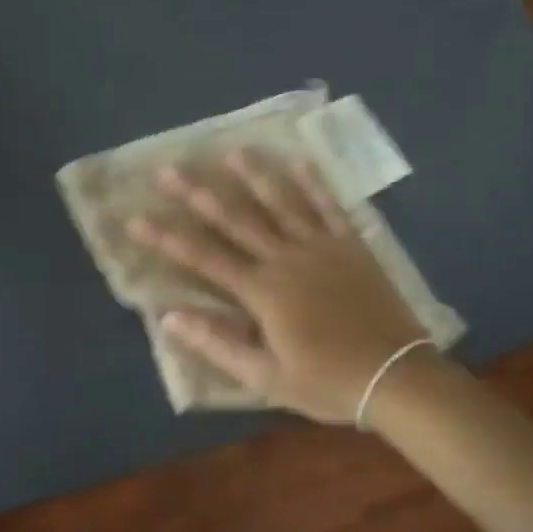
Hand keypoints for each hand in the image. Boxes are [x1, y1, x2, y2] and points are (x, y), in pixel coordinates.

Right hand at [128, 151, 430, 423]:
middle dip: (198, 193)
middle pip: (235, 219)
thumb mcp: (265, 376)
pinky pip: (329, 207)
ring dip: (254, 175)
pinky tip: (299, 160)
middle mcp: (286, 258)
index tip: (136, 218)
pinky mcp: (351, 246)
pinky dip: (314, 183)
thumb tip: (169, 317)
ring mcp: (321, 247)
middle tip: (169, 168)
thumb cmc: (326, 381)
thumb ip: (217, 343)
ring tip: (232, 150)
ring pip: (281, 203)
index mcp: (262, 291)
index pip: (203, 257)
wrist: (397, 377)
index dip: (167, 238)